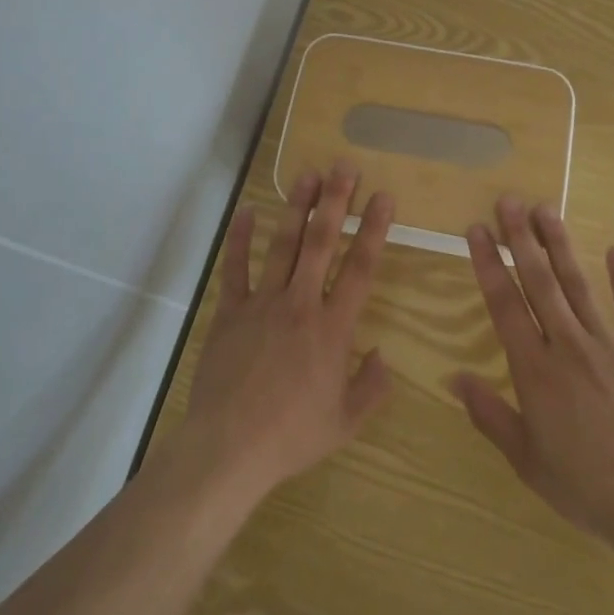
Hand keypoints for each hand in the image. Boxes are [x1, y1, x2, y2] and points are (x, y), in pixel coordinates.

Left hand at [182, 161, 394, 510]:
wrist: (230, 448)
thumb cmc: (292, 436)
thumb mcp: (346, 422)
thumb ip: (371, 386)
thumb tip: (383, 355)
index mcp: (333, 328)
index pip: (361, 268)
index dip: (374, 229)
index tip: (383, 196)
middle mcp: (301, 304)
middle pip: (321, 242)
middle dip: (335, 200)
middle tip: (344, 166)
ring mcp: (262, 303)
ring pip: (283, 245)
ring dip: (296, 207)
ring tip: (307, 174)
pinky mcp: (231, 311)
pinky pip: (235, 267)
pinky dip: (240, 238)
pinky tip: (247, 210)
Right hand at [450, 197, 613, 572]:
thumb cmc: (586, 487)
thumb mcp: (527, 460)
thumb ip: (490, 414)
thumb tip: (454, 377)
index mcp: (535, 370)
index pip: (504, 304)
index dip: (488, 264)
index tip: (477, 229)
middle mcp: (568, 345)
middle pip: (539, 282)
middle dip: (521, 238)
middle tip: (508, 201)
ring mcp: (609, 346)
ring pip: (579, 285)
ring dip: (560, 246)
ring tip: (546, 209)